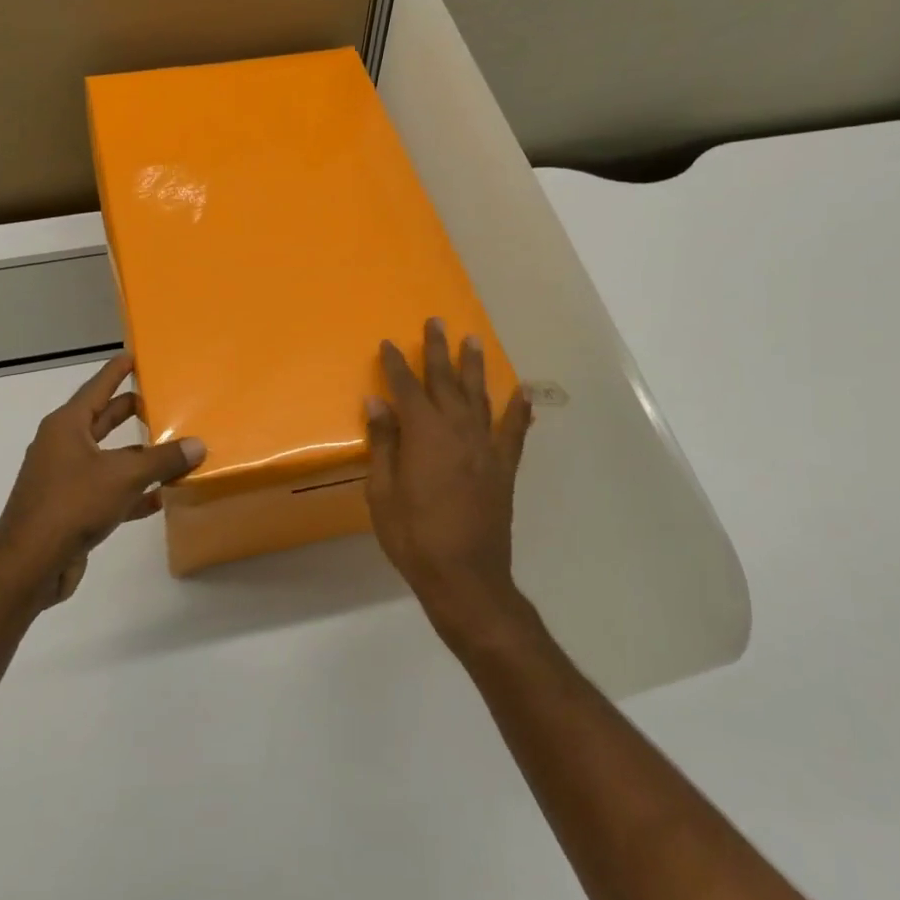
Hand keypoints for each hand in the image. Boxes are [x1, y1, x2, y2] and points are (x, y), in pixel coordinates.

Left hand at [0, 354, 203, 609]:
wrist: (30, 564)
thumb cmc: (72, 505)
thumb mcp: (124, 477)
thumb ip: (163, 460)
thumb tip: (198, 446)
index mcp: (67, 426)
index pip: (97, 388)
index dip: (116, 371)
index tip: (133, 355)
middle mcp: (62, 446)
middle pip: (103, 421)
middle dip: (131, 412)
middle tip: (161, 401)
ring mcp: (64, 479)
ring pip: (108, 458)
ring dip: (137, 456)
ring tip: (172, 449)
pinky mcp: (70, 509)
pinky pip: (106, 490)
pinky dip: (131, 491)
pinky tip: (159, 498)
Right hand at [365, 319, 534, 649]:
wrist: (465, 577)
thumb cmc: (413, 536)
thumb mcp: (382, 493)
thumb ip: (383, 444)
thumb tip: (377, 403)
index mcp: (424, 435)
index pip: (407, 388)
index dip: (396, 365)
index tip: (388, 344)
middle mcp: (458, 431)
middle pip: (446, 382)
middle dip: (438, 351)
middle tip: (436, 322)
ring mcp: (485, 448)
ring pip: (480, 396)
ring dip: (474, 367)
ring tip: (473, 340)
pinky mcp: (503, 468)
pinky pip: (513, 431)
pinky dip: (518, 410)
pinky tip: (522, 392)